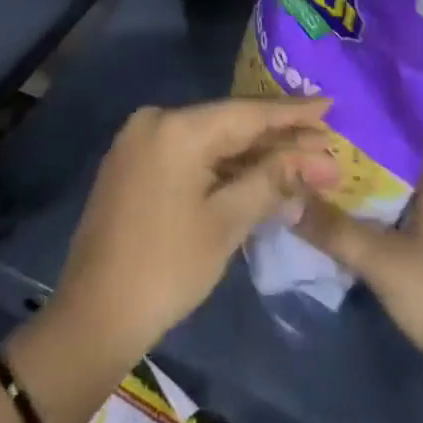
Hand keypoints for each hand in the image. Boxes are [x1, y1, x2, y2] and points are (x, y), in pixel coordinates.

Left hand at [53, 98, 340, 365]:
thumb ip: (273, 179)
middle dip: (278, 138)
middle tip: (325, 144)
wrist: (92, 317)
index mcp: (177, 128)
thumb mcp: (226, 222)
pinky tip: (257, 171)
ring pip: (210, 140)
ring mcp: (140, 141)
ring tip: (301, 158)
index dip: (293, 112)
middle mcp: (156, 120)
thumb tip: (319, 159)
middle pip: (230, 124)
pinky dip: (223, 164)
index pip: (248, 113)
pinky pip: (190, 153)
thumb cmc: (167, 269)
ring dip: (253, 153)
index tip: (330, 104)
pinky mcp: (135, 163)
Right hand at [297, 134, 422, 386]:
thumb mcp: (379, 259)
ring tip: (360, 163)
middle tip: (366, 131)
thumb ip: (333, 228)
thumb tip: (287, 195)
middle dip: (409, 140)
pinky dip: (403, 206)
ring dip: (405, 174)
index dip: (402, 114)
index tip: (365, 101)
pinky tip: (372, 212)